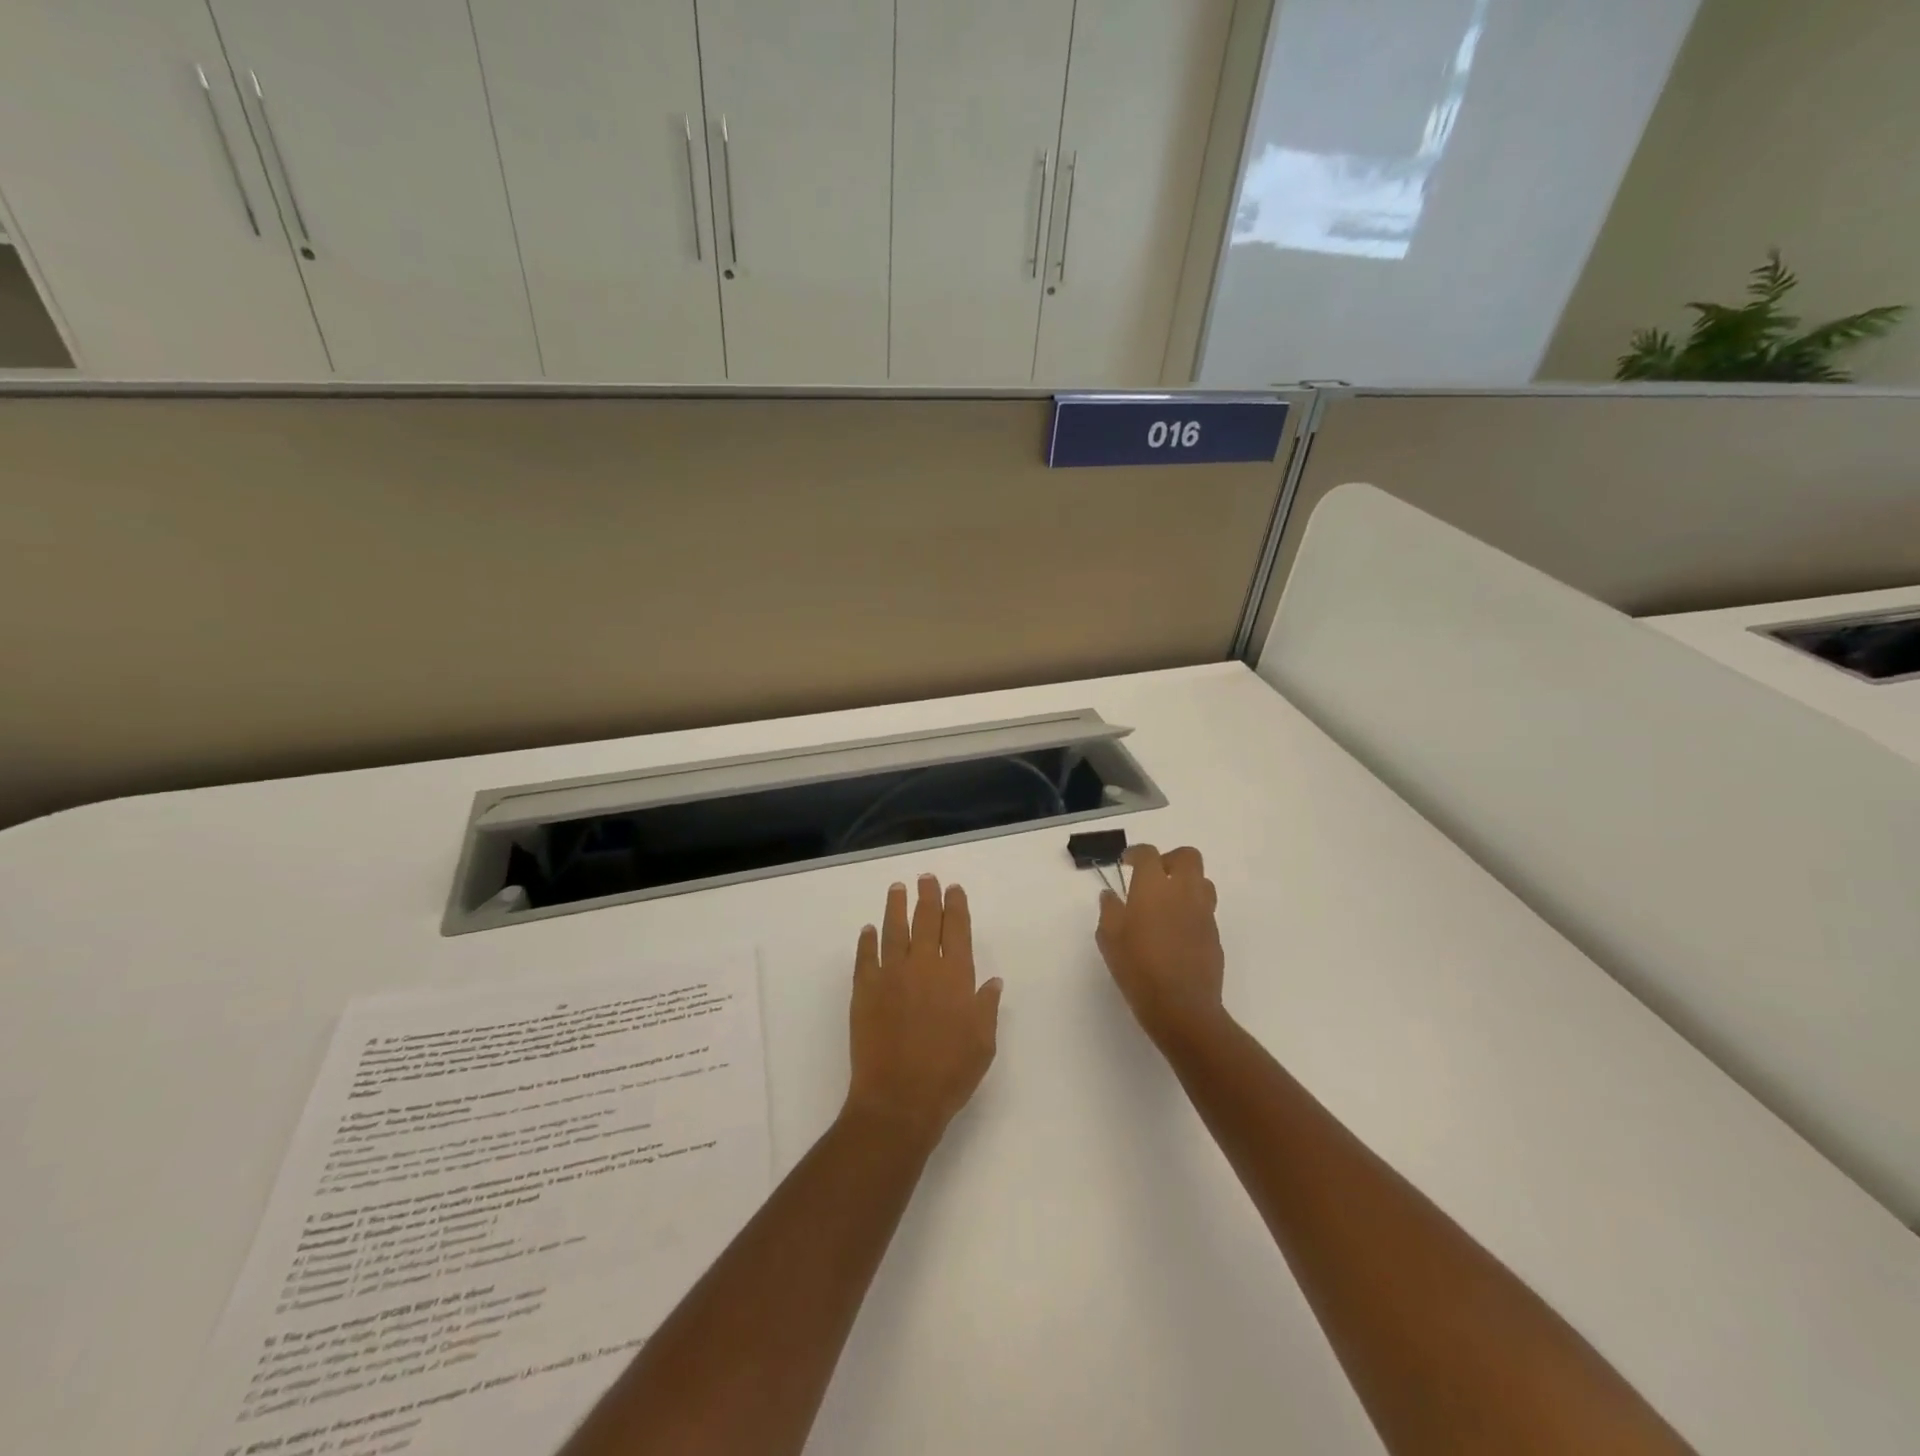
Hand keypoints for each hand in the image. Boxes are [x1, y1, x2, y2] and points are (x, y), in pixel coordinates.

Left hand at [845, 875, 1002, 1143]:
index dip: (955, 906)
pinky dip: (867, 941)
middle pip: (925, 921)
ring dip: (896, 907)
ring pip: (894, 930)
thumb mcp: (983, 1043)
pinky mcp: (864, 990)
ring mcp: (890, 975)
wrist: (899, 1099)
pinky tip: (869, 930)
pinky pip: (865, 957)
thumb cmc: (949, 1074)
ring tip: (897, 888)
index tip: (953, 889)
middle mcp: (923, 966)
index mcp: (956, 976)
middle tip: (926, 878)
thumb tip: (993, 981)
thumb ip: (987, 1007)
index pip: (956, 929)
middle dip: (927, 896)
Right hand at [1096, 844, 1225, 1044]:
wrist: (1182, 1007)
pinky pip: (1205, 909)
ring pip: (1202, 881)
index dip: (1136, 853)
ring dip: (1185, 882)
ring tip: (1167, 902)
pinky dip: (1191, 909)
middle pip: (1187, 856)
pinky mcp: (1214, 934)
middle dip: (1170, 859)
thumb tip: (1110, 895)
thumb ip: (1109, 911)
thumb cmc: (1138, 969)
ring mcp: (1203, 913)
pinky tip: (1175, 930)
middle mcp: (1183, 892)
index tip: (1126, 862)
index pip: (1148, 854)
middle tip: (1153, 876)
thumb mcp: (1109, 939)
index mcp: (1154, 887)